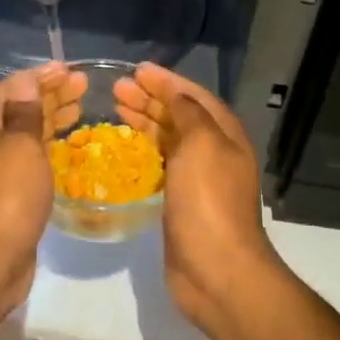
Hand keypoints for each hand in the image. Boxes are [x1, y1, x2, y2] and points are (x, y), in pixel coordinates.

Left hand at [0, 62, 86, 317]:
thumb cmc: (6, 195)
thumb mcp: (20, 144)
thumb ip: (26, 110)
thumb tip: (26, 80)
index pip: (12, 87)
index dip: (41, 76)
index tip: (70, 69)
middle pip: (19, 108)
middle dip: (51, 95)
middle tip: (84, 86)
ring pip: (26, 134)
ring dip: (52, 119)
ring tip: (81, 108)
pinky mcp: (8, 193)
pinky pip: (31, 159)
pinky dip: (50, 146)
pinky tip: (69, 145)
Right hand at [114, 62, 281, 337]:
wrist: (216, 269)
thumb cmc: (208, 201)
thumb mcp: (202, 144)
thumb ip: (189, 114)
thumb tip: (176, 97)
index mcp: (224, 134)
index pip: (194, 96)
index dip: (167, 81)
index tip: (137, 69)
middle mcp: (213, 152)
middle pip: (179, 115)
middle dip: (150, 98)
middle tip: (118, 88)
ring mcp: (197, 178)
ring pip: (168, 138)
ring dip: (145, 120)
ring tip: (115, 107)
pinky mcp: (180, 201)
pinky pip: (161, 164)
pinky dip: (143, 149)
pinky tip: (125, 145)